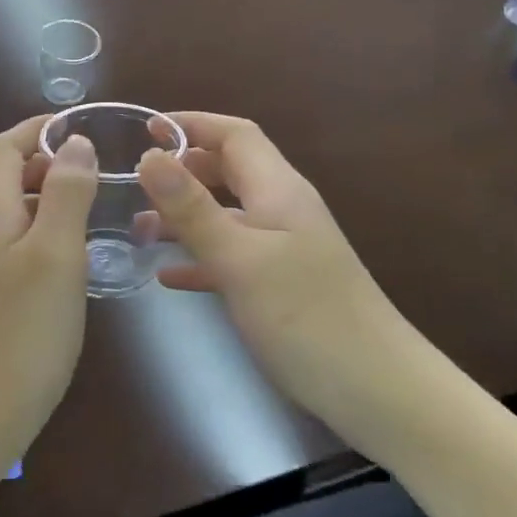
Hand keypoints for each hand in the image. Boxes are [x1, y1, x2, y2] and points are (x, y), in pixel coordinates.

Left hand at [0, 116, 97, 510]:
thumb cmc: (20, 334)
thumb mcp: (57, 255)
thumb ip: (66, 192)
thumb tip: (73, 142)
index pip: (4, 145)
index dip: (39, 130)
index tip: (82, 128)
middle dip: (37, 158)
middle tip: (87, 169)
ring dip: (33, 193)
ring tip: (79, 207)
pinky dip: (25, 226)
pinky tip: (54, 254)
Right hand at [139, 113, 403, 431]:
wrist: (378, 392)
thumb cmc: (307, 317)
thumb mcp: (239, 259)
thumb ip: (192, 208)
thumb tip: (149, 156)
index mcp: (278, 190)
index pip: (235, 135)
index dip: (193, 125)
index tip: (146, 130)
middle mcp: (283, 210)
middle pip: (230, 170)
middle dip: (184, 169)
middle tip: (137, 184)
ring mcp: (284, 249)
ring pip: (227, 214)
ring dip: (186, 215)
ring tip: (140, 231)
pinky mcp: (281, 285)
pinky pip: (232, 256)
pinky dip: (199, 257)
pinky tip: (169, 275)